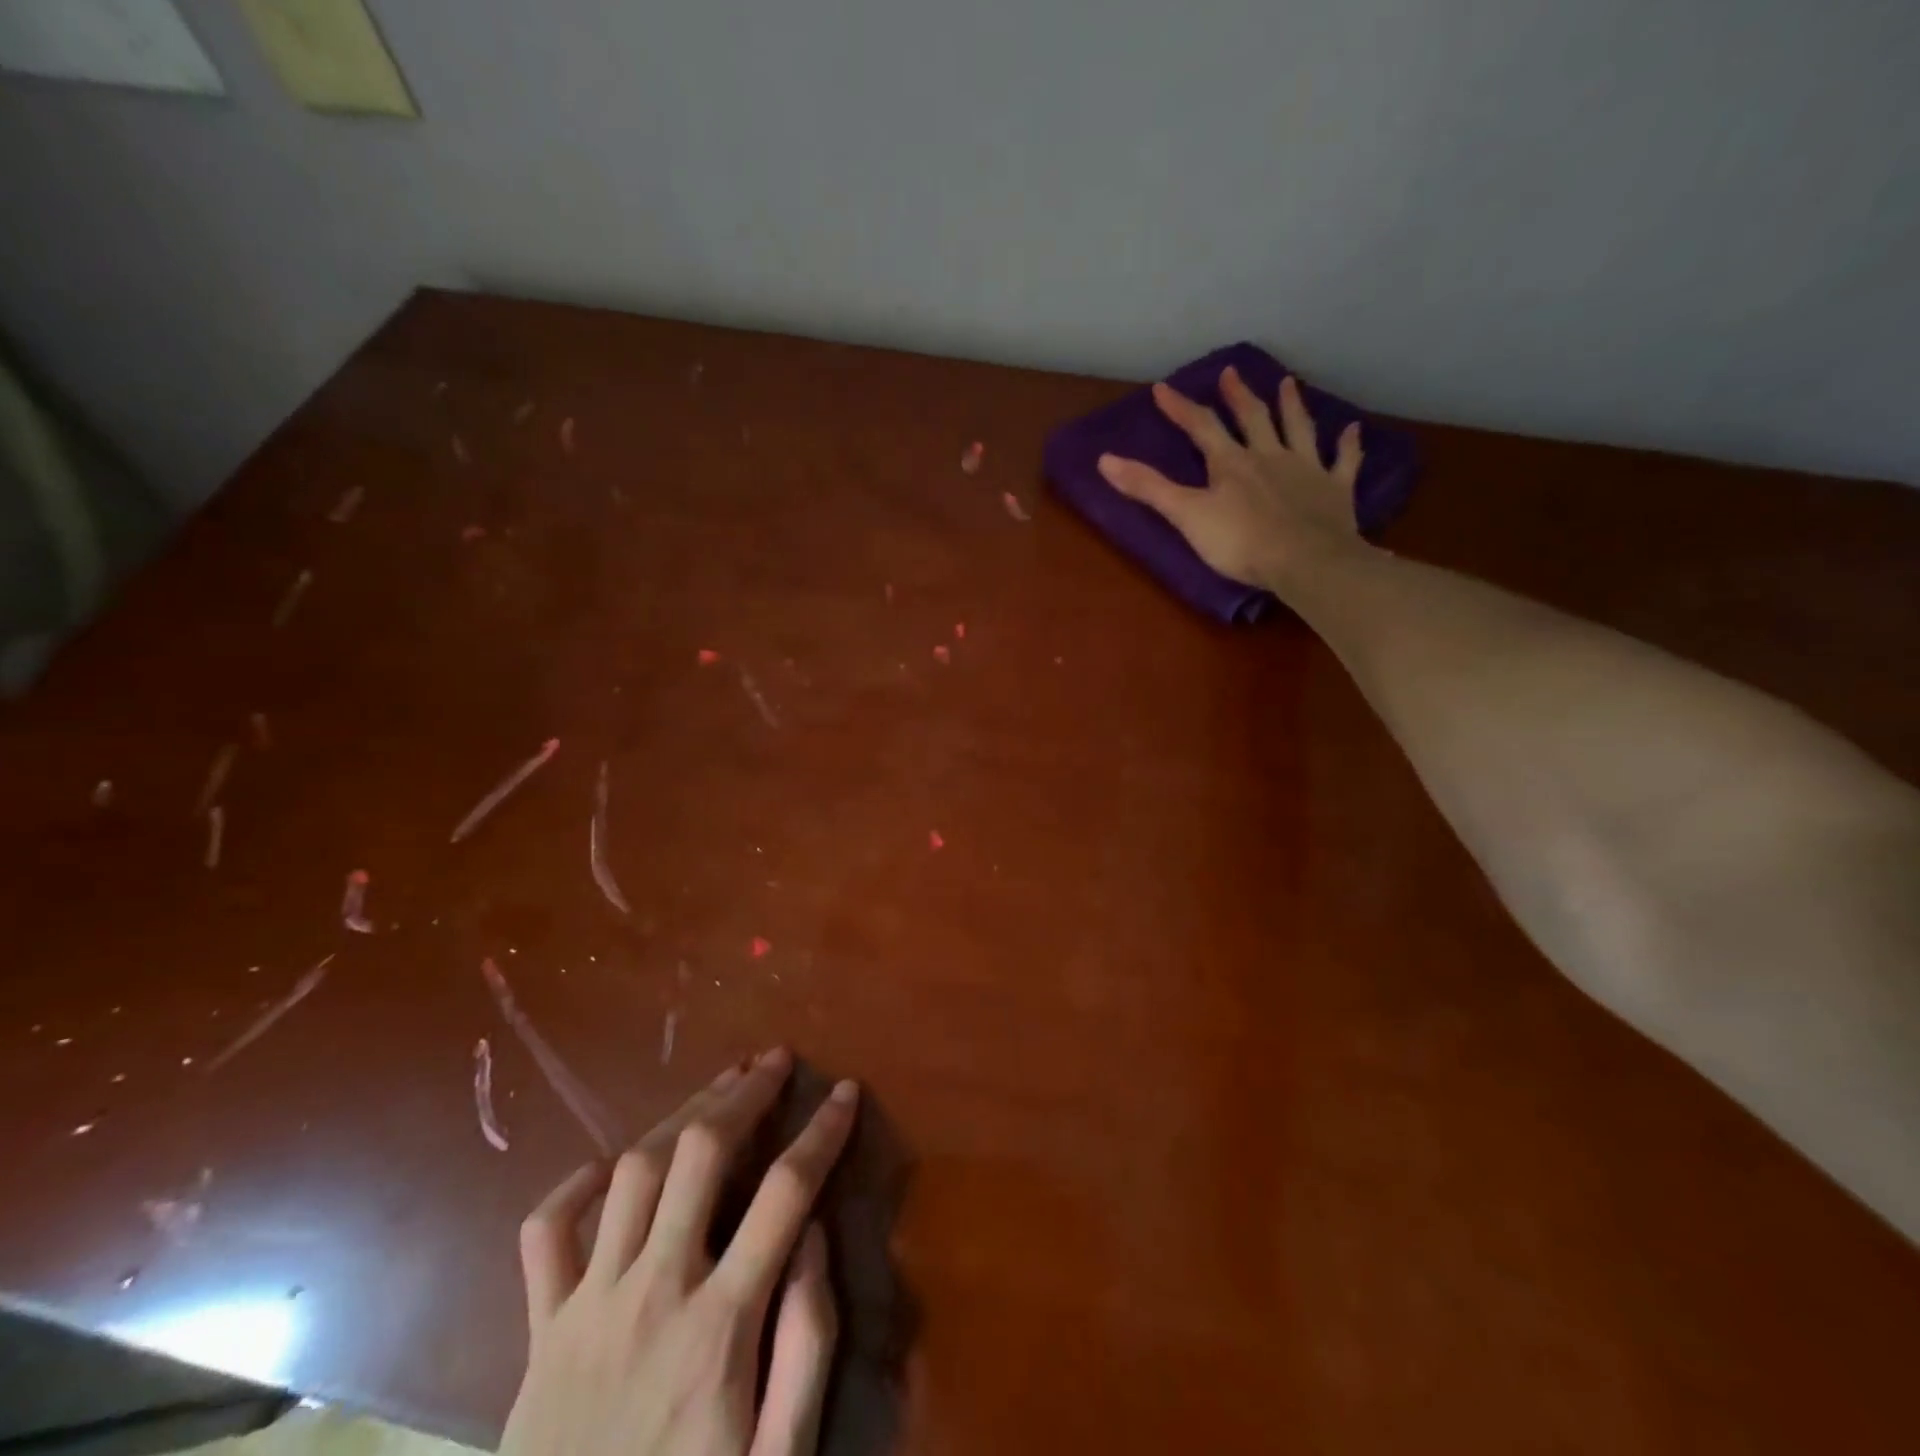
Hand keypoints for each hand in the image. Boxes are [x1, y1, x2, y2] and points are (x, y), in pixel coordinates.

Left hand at [500, 1049, 857, 1455]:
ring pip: (634, 1170)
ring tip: (720, 1088)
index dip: (823, 1132)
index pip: (786, 1193)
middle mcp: (653, 1293)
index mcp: (719, 1327)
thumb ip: (807, 1345)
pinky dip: (574, 1188)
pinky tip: (607, 1169)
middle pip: (701, 1153)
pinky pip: (545, 1235)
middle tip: (776, 1061)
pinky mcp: (538, 1330)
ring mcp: (587, 1306)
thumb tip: (812, 1236)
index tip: (846, 1092)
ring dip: (682, 1115)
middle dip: (745, 1093)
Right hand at [1097, 368, 1367, 593]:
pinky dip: (1348, 445)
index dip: (1180, 408)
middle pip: (1253, 418)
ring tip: (1288, 383)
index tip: (1162, 388)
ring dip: (1292, 406)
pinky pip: (1344, 462)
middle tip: (1232, 373)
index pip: (1201, 427)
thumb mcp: (1186, 516)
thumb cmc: (1240, 543)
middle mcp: (1269, 456)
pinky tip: (1352, 430)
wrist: (1305, 561)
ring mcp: (1306, 470)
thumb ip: (1148, 488)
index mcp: (1231, 463)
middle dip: (1239, 396)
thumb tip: (1104, 460)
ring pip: (1298, 429)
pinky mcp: (1335, 491)